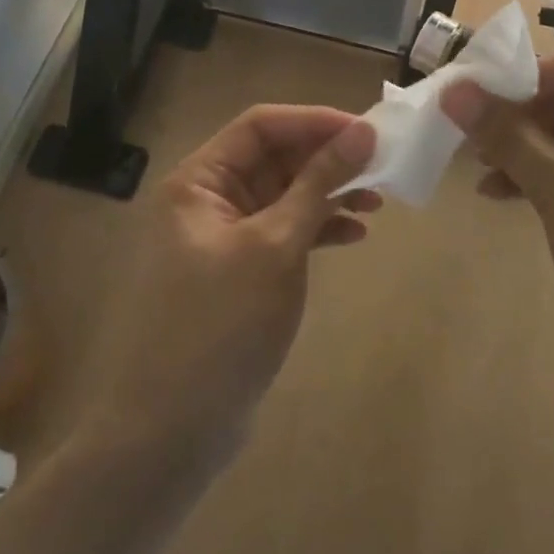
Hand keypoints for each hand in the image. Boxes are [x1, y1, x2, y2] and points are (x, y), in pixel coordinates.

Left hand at [78, 107, 377, 472]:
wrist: (172, 431)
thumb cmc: (221, 326)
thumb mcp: (277, 246)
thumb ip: (318, 184)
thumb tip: (362, 131)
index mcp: (199, 180)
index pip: (261, 126)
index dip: (315, 122)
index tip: (368, 132)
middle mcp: (207, 199)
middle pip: (274, 157)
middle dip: (327, 159)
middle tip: (381, 166)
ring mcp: (223, 236)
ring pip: (284, 194)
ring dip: (328, 193)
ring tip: (376, 202)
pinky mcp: (240, 270)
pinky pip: (283, 230)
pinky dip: (317, 228)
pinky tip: (353, 235)